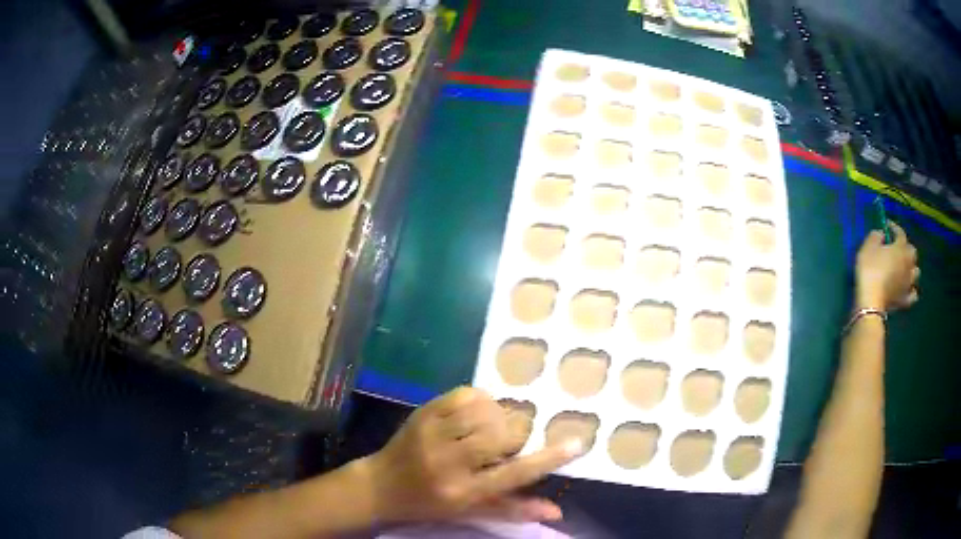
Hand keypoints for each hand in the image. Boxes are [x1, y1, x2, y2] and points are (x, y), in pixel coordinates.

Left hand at [361, 387, 582, 523]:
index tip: (578, 443)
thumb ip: (514, 510)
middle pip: (504, 435)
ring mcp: (433, 433)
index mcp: (464, 491)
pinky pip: (466, 393)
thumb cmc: (429, 504)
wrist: (379, 486)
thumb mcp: (470, 512)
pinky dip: (481, 399)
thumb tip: (558, 511)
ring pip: (487, 411)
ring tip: (491, 427)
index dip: (549, 458)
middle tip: (509, 441)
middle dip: (516, 435)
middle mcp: (450, 461)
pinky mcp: (423, 412)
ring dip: (500, 416)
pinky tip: (477, 411)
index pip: (514, 474)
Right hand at [855, 221, 918, 310]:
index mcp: (900, 248)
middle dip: (906, 249)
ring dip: (911, 269)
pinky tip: (907, 289)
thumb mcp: (868, 247)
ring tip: (904, 269)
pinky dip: (912, 291)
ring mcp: (908, 284)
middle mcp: (908, 264)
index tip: (887, 225)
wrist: (871, 302)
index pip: (900, 233)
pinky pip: (913, 295)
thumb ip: (876, 236)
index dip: (894, 227)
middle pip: (912, 253)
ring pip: (916, 272)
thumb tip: (882, 234)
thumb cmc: (870, 270)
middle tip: (898, 249)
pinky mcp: (905, 300)